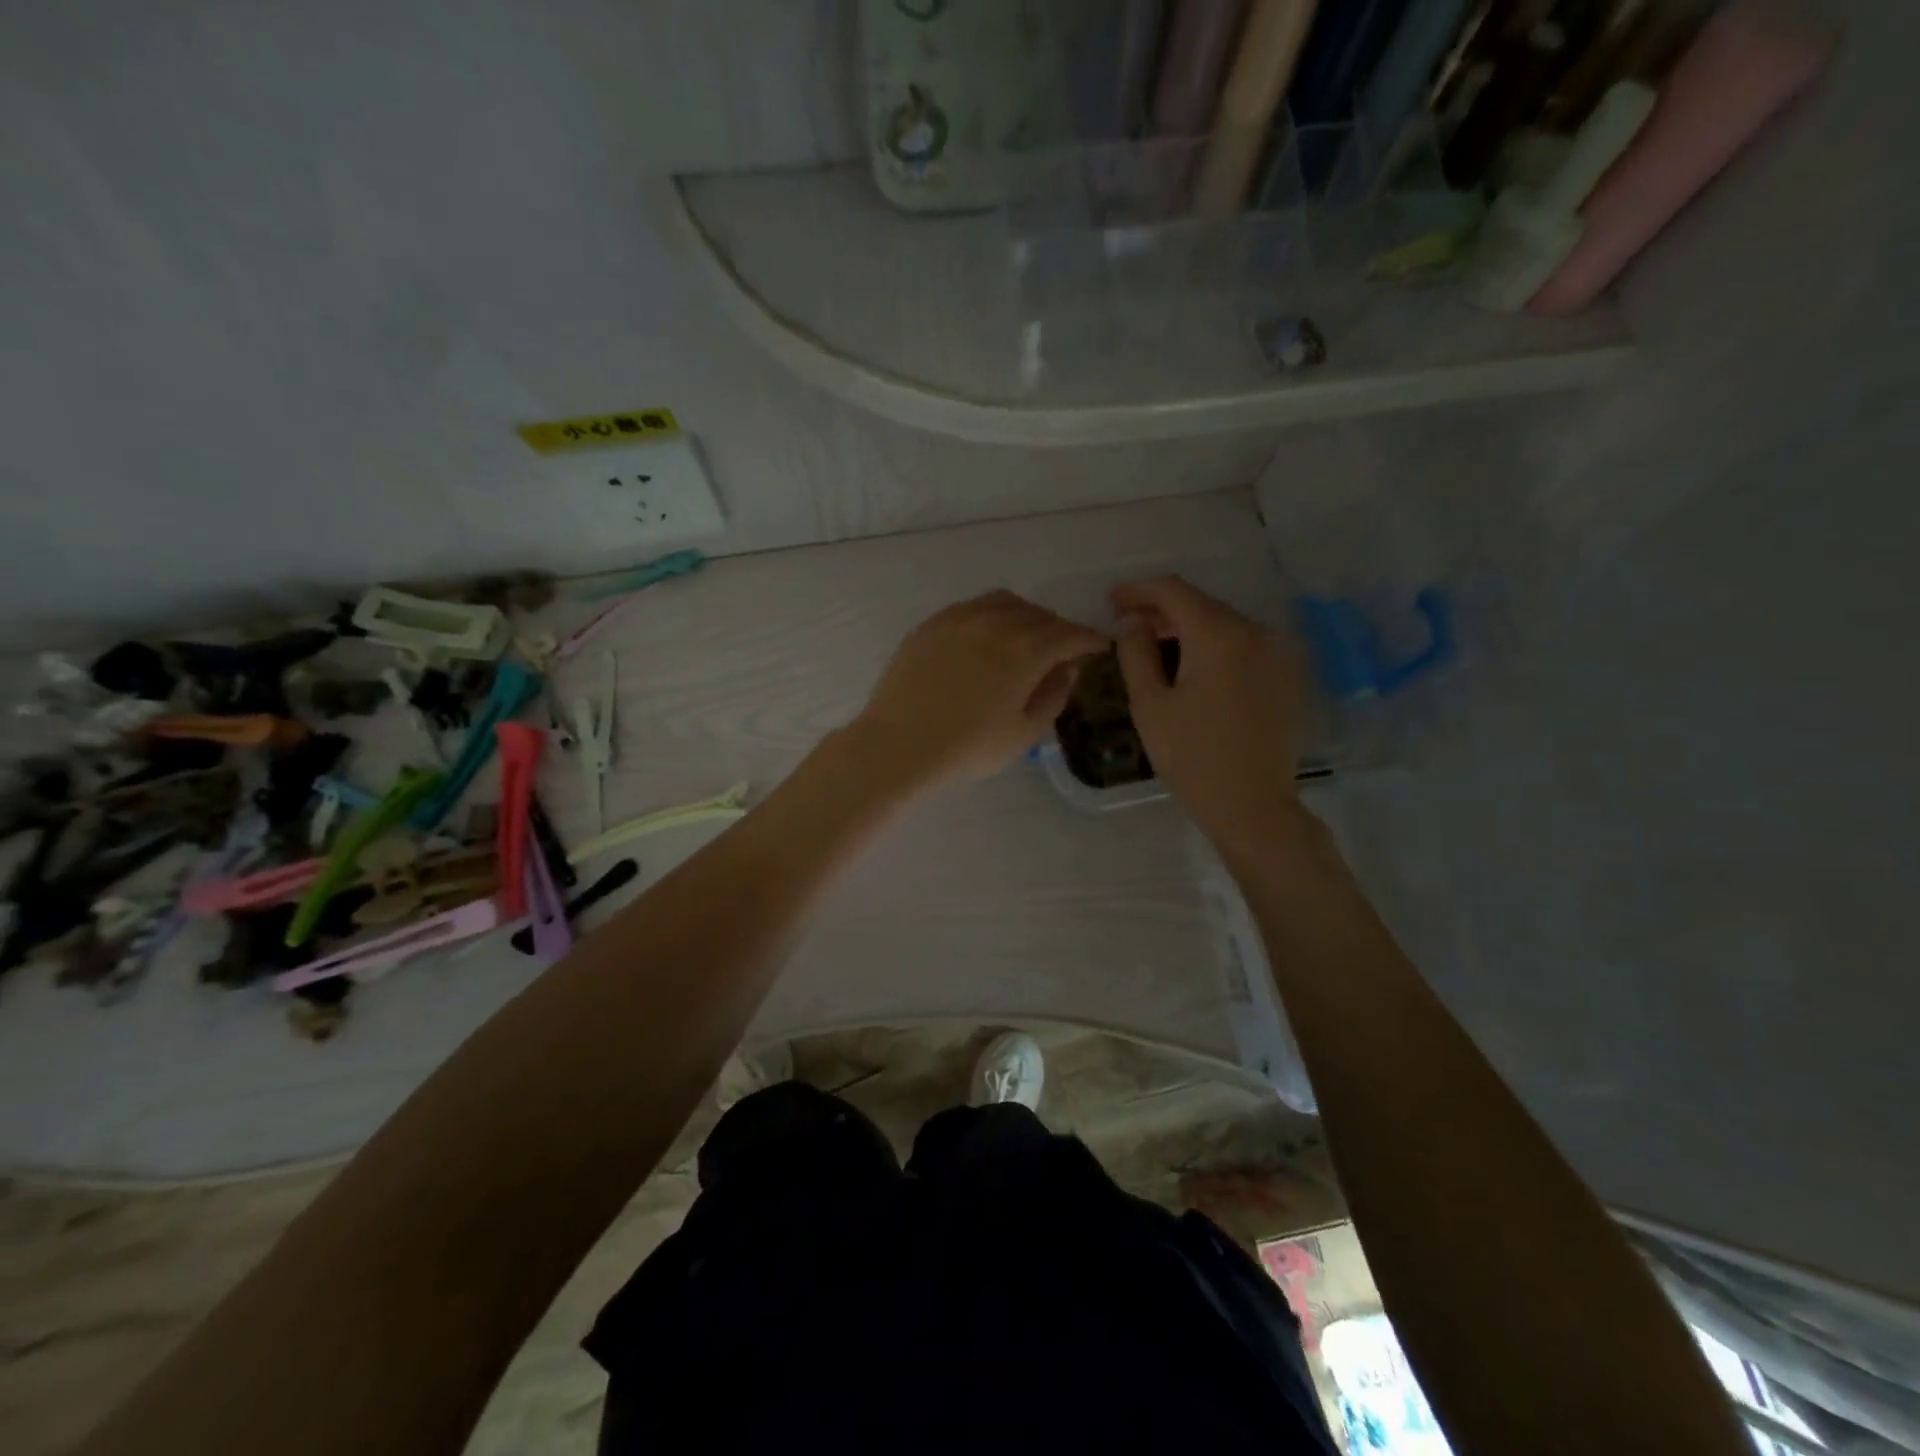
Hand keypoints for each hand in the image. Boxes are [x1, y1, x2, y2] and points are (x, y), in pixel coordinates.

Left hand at [852, 590, 1109, 791]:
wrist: (898, 746)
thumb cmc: (967, 749)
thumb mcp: (1024, 733)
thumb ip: (1054, 695)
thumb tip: (1067, 668)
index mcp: (1026, 650)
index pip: (1070, 634)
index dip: (1090, 640)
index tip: (1099, 648)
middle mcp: (997, 622)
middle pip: (1040, 615)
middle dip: (1058, 630)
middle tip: (1061, 652)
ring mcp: (960, 618)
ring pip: (1006, 603)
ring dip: (1025, 617)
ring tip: (1024, 639)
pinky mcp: (932, 623)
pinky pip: (972, 607)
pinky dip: (991, 616)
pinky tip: (985, 638)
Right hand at [1111, 577, 1305, 861]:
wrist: (1252, 805)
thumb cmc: (1192, 758)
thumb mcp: (1150, 705)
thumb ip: (1136, 653)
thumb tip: (1134, 624)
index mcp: (1218, 635)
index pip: (1174, 591)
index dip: (1138, 591)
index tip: (1112, 602)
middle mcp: (1254, 631)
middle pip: (1201, 604)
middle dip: (1162, 610)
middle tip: (1128, 625)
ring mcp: (1276, 652)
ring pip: (1223, 624)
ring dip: (1188, 628)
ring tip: (1156, 645)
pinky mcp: (1285, 674)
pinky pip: (1242, 645)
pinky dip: (1213, 646)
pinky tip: (1193, 667)